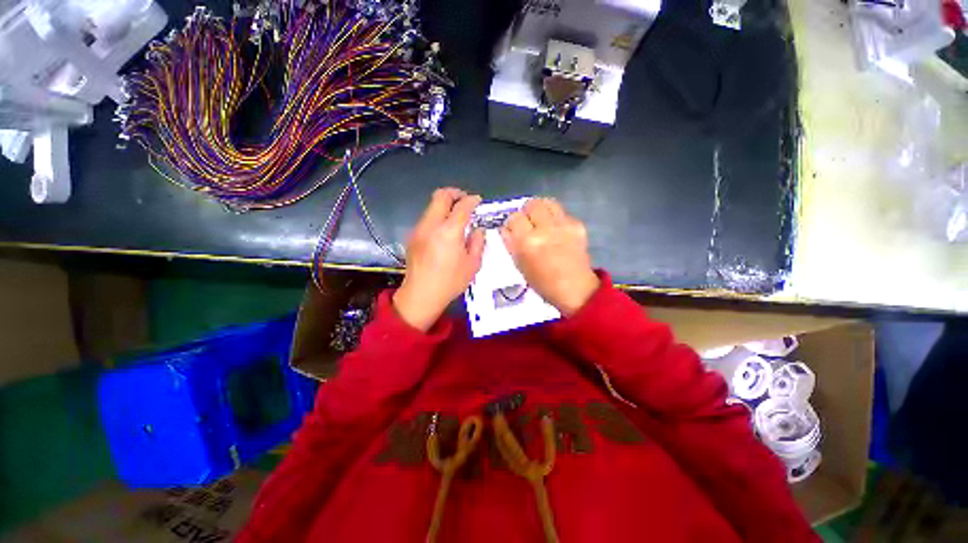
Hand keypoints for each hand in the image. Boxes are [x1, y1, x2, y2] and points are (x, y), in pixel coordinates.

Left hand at [393, 188, 484, 330]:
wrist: (421, 295)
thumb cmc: (450, 282)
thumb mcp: (472, 264)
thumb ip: (477, 242)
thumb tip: (477, 229)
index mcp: (449, 232)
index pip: (462, 206)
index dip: (472, 200)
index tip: (478, 201)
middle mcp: (431, 225)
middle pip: (441, 195)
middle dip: (455, 193)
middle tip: (465, 201)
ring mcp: (419, 229)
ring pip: (431, 206)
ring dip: (445, 205)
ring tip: (455, 218)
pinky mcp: (412, 236)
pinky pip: (426, 218)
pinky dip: (437, 217)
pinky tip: (443, 232)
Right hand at [501, 198, 599, 315]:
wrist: (574, 288)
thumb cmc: (542, 281)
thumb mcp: (518, 264)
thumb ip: (510, 242)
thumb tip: (506, 227)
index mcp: (527, 242)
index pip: (514, 217)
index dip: (512, 223)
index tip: (514, 229)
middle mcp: (545, 229)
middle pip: (532, 204)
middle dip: (527, 212)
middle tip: (528, 223)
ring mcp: (563, 225)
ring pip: (548, 202)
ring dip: (541, 210)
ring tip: (542, 221)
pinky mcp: (577, 225)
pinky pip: (562, 213)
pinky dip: (556, 218)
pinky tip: (557, 231)